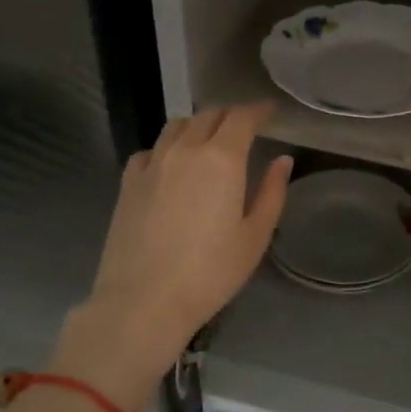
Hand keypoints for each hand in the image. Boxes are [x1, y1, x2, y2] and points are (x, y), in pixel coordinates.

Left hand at [64, 104, 291, 403]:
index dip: (258, 110)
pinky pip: (150, 150)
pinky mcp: (128, 182)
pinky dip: (166, 148)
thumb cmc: (210, 272)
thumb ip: (272, 192)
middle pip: (208, 116)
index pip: (242, 118)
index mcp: (222, 159)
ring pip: (176, 126)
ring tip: (208, 140)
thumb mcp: (255, 236)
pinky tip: (171, 166)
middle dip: (230, 116)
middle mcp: (185, 150)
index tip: (270, 111)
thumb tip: (282, 160)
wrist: (143, 301)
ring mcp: (152, 164)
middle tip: (245, 128)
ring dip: (197, 125)